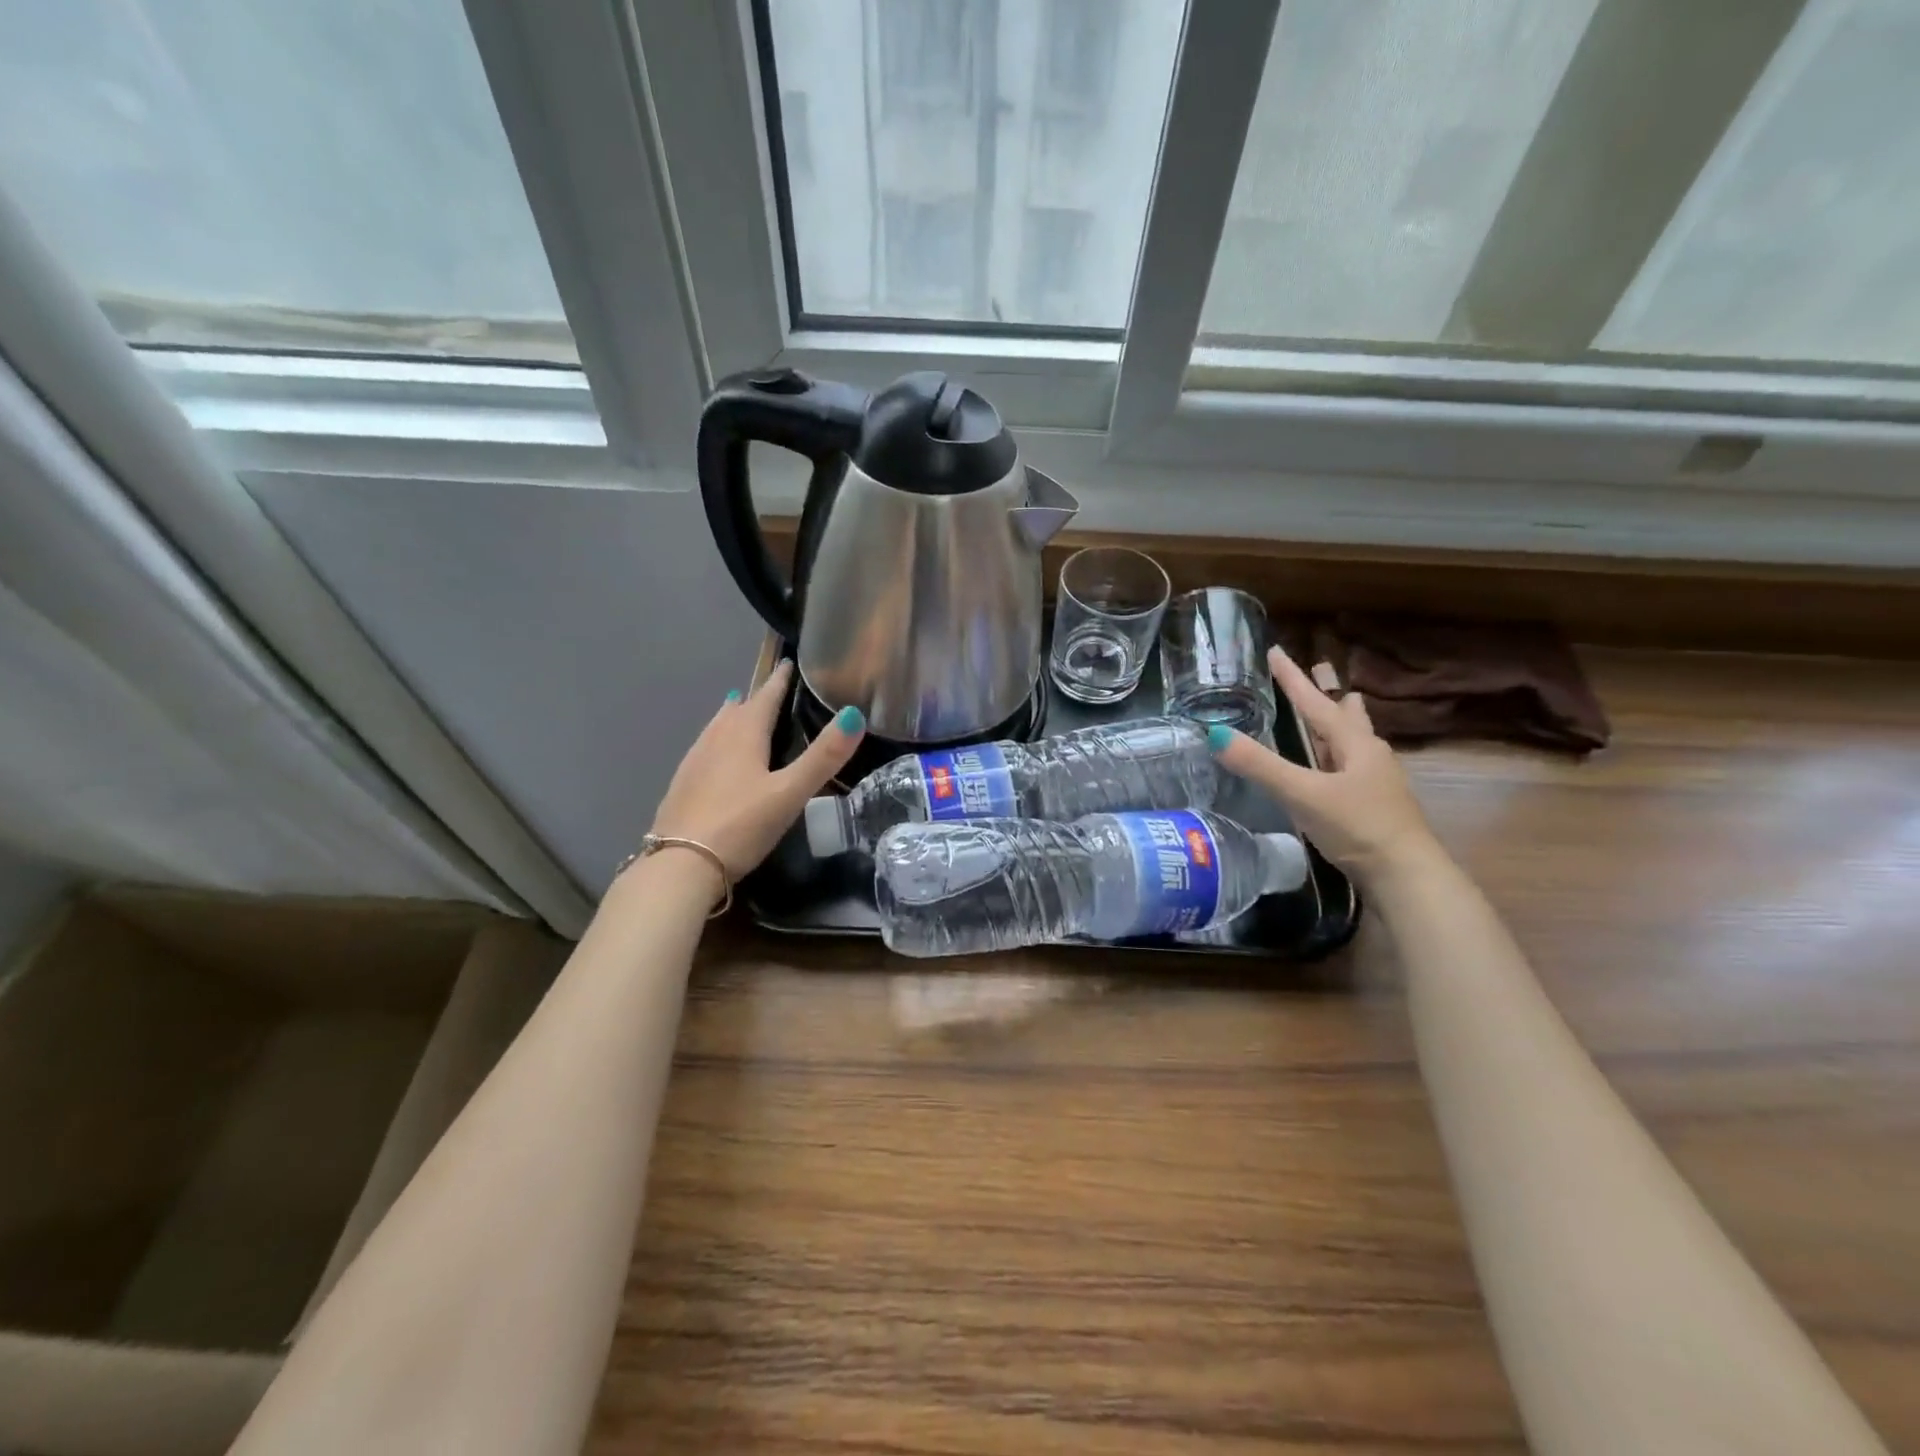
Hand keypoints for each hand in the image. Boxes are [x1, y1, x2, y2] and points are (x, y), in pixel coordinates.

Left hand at [649, 661, 864, 878]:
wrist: (680, 865)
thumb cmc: (741, 825)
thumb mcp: (790, 792)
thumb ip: (823, 757)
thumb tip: (854, 714)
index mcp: (744, 735)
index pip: (765, 697)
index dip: (779, 680)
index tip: (788, 663)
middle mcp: (716, 740)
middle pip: (738, 710)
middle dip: (756, 697)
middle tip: (772, 689)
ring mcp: (694, 762)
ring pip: (716, 728)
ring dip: (732, 716)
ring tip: (739, 708)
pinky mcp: (682, 786)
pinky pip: (704, 749)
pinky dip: (717, 741)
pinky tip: (716, 756)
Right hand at [1210, 645, 1442, 887]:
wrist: (1405, 877)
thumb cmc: (1357, 827)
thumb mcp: (1303, 793)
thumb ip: (1260, 765)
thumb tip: (1215, 734)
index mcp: (1355, 744)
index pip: (1316, 702)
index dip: (1293, 678)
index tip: (1275, 652)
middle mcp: (1369, 755)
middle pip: (1346, 716)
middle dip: (1328, 695)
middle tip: (1319, 672)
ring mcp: (1375, 782)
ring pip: (1352, 741)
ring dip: (1339, 723)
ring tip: (1338, 706)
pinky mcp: (1373, 806)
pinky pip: (1350, 766)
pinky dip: (1337, 754)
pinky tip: (1334, 766)